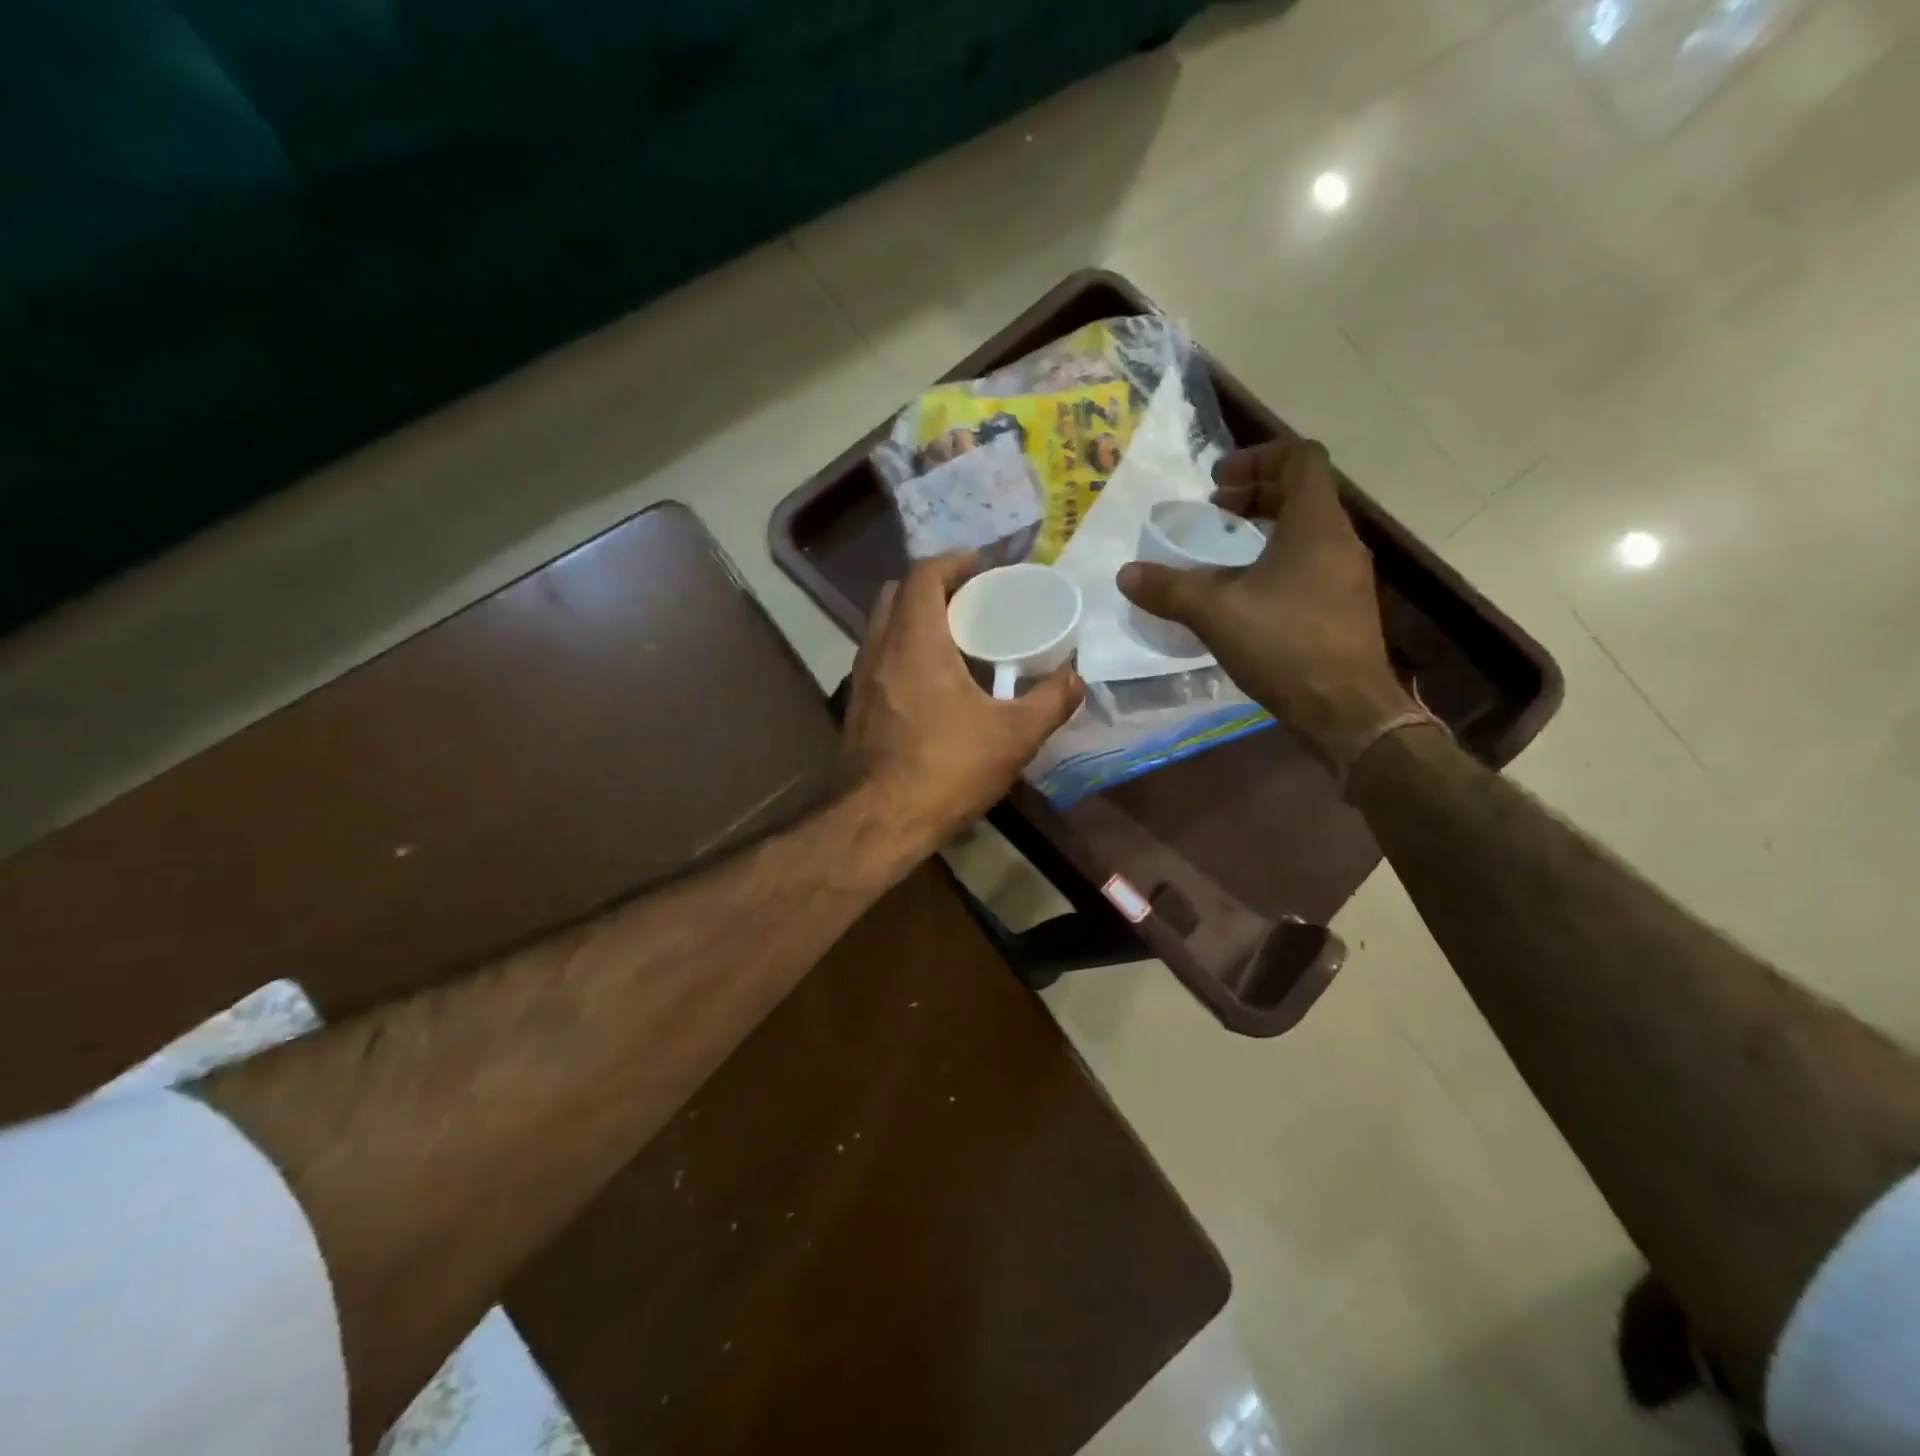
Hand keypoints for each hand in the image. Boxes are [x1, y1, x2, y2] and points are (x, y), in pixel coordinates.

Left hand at [842, 554, 1082, 844]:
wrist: (880, 820)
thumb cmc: (946, 768)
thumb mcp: (1013, 736)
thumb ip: (1050, 702)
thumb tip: (1077, 679)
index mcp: (915, 640)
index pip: (923, 575)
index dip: (952, 562)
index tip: (981, 566)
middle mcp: (879, 648)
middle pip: (896, 594)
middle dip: (932, 587)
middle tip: (970, 601)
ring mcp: (861, 678)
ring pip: (882, 627)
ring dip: (914, 620)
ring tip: (954, 639)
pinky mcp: (856, 706)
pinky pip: (878, 658)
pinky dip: (902, 651)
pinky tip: (931, 682)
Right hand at [1116, 438, 1413, 770]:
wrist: (1345, 710)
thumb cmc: (1285, 647)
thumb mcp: (1216, 613)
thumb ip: (1169, 588)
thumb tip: (1126, 574)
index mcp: (1316, 525)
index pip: (1300, 458)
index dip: (1257, 457)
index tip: (1218, 483)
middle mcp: (1340, 540)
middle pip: (1303, 492)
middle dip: (1255, 493)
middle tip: (1215, 513)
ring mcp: (1347, 575)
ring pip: (1307, 530)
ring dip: (1266, 529)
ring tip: (1224, 553)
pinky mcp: (1345, 607)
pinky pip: (1311, 563)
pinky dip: (1278, 561)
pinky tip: (1246, 595)